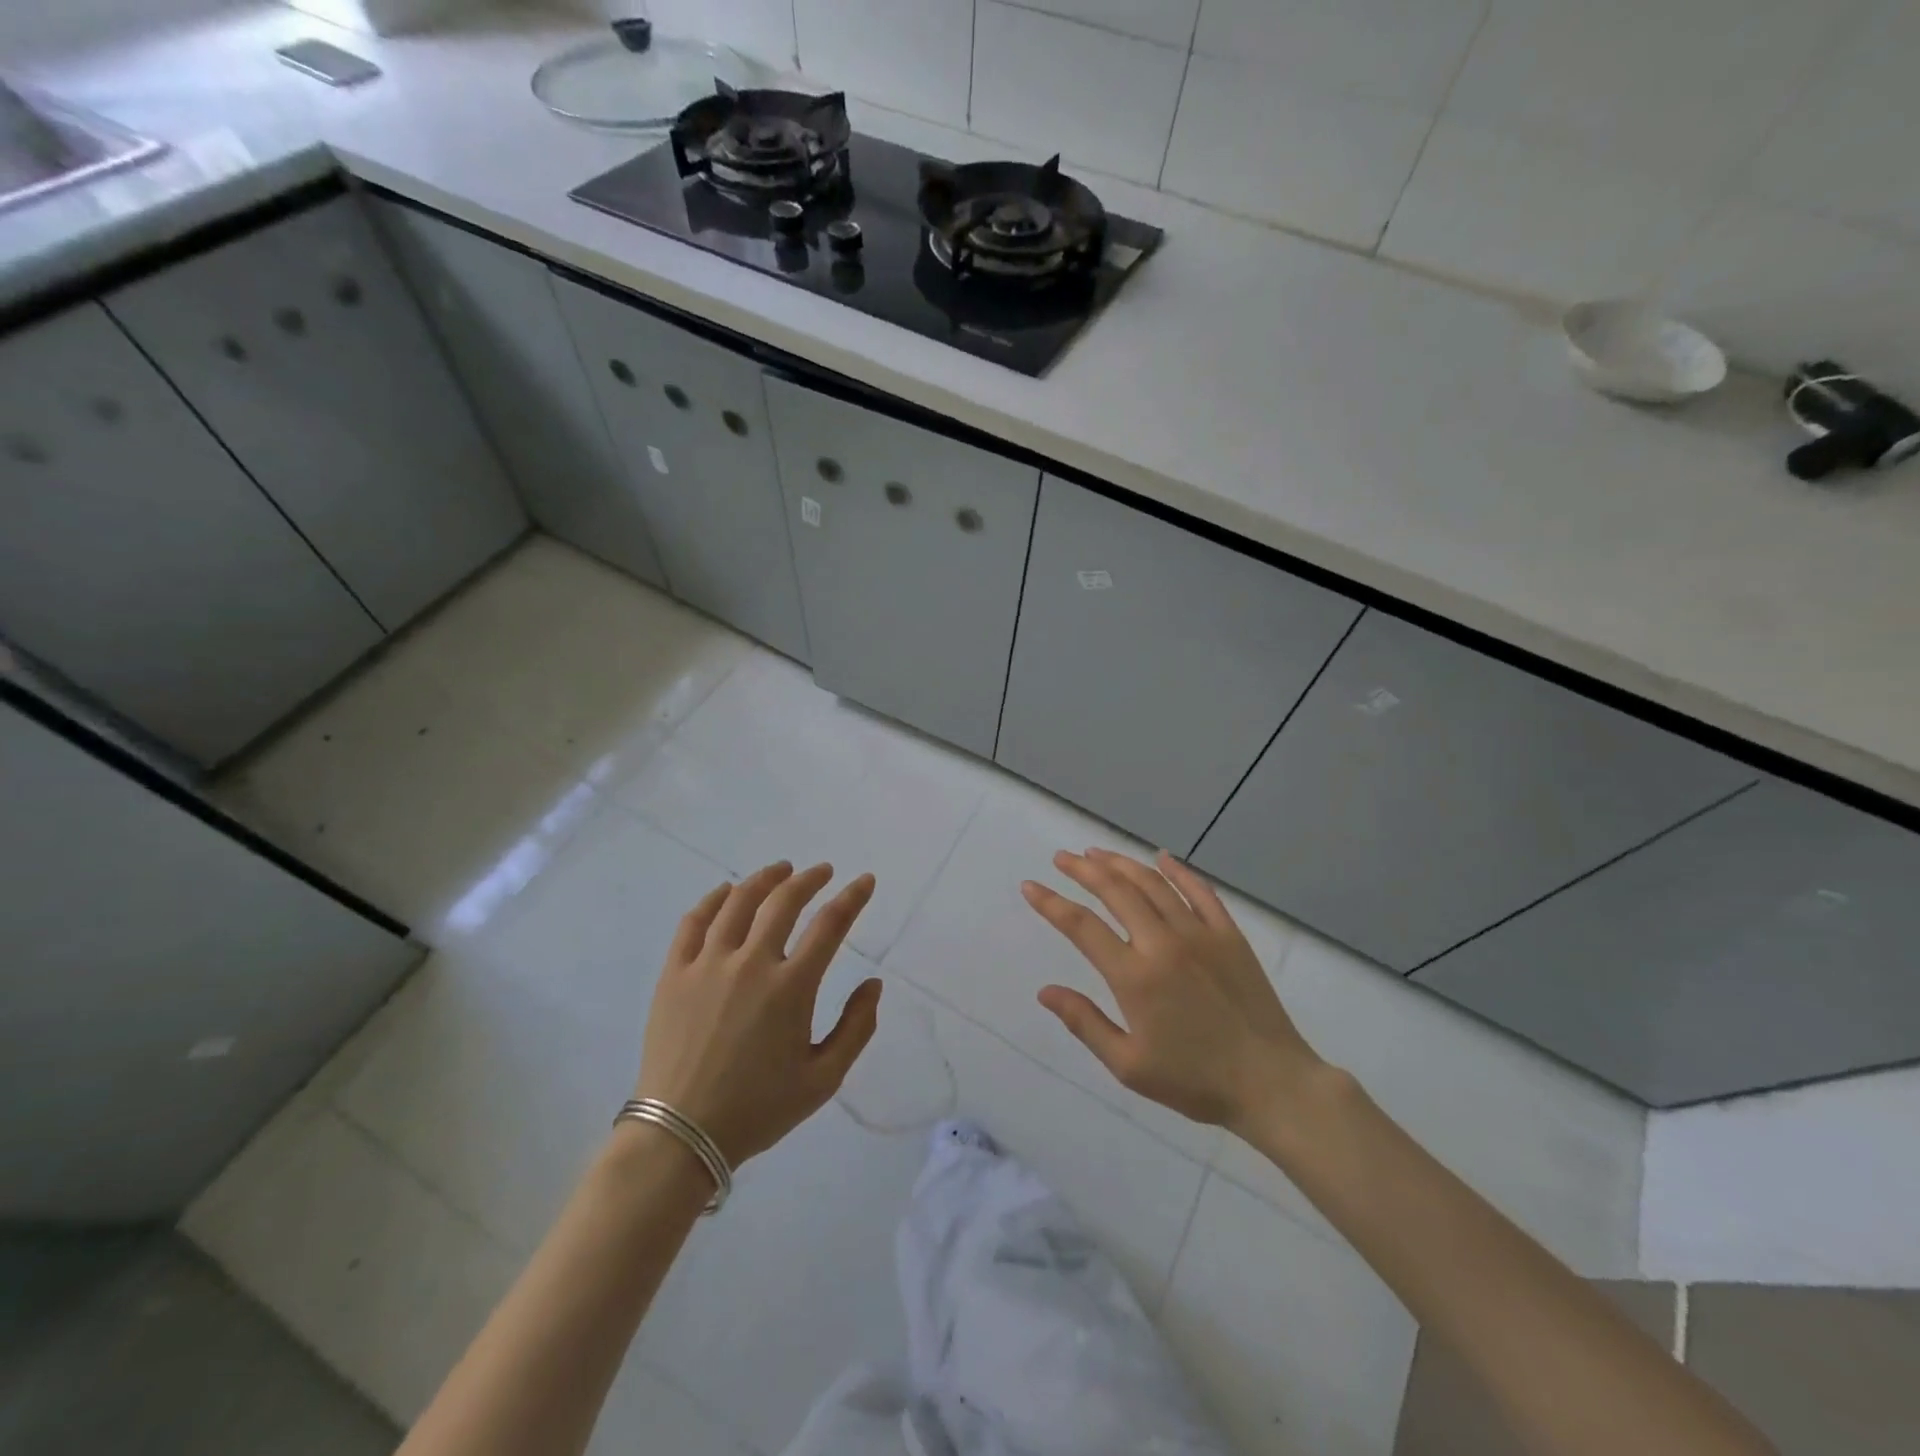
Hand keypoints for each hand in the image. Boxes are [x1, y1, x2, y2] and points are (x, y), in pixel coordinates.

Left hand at [635, 862, 880, 1166]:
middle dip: (809, 879)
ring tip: (780, 870)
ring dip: (765, 879)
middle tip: (823, 871)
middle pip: (784, 902)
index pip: (830, 925)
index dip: (852, 898)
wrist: (680, 1136)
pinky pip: (694, 922)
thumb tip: (873, 984)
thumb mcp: (823, 1079)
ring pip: (739, 902)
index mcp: (791, 988)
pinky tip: (726, 891)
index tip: (865, 881)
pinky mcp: (674, 974)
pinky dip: (713, 899)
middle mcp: (751, 964)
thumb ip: (856, 1028)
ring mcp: (707, 965)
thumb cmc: (758, 1109)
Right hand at [1024, 849, 1321, 1133]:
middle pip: (1115, 891)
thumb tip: (1045, 991)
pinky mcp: (1229, 934)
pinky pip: (1200, 891)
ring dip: (1121, 863)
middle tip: (1062, 858)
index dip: (1051, 903)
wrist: (1270, 1083)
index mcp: (1135, 976)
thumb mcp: (1129, 1065)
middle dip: (1083, 869)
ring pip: (1153, 884)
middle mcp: (1163, 943)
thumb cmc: (1194, 1080)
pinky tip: (1161, 857)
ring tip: (1097, 852)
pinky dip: (1177, 870)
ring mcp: (1199, 933)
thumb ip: (1085, 1023)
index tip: (1031, 887)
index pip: (1081, 926)